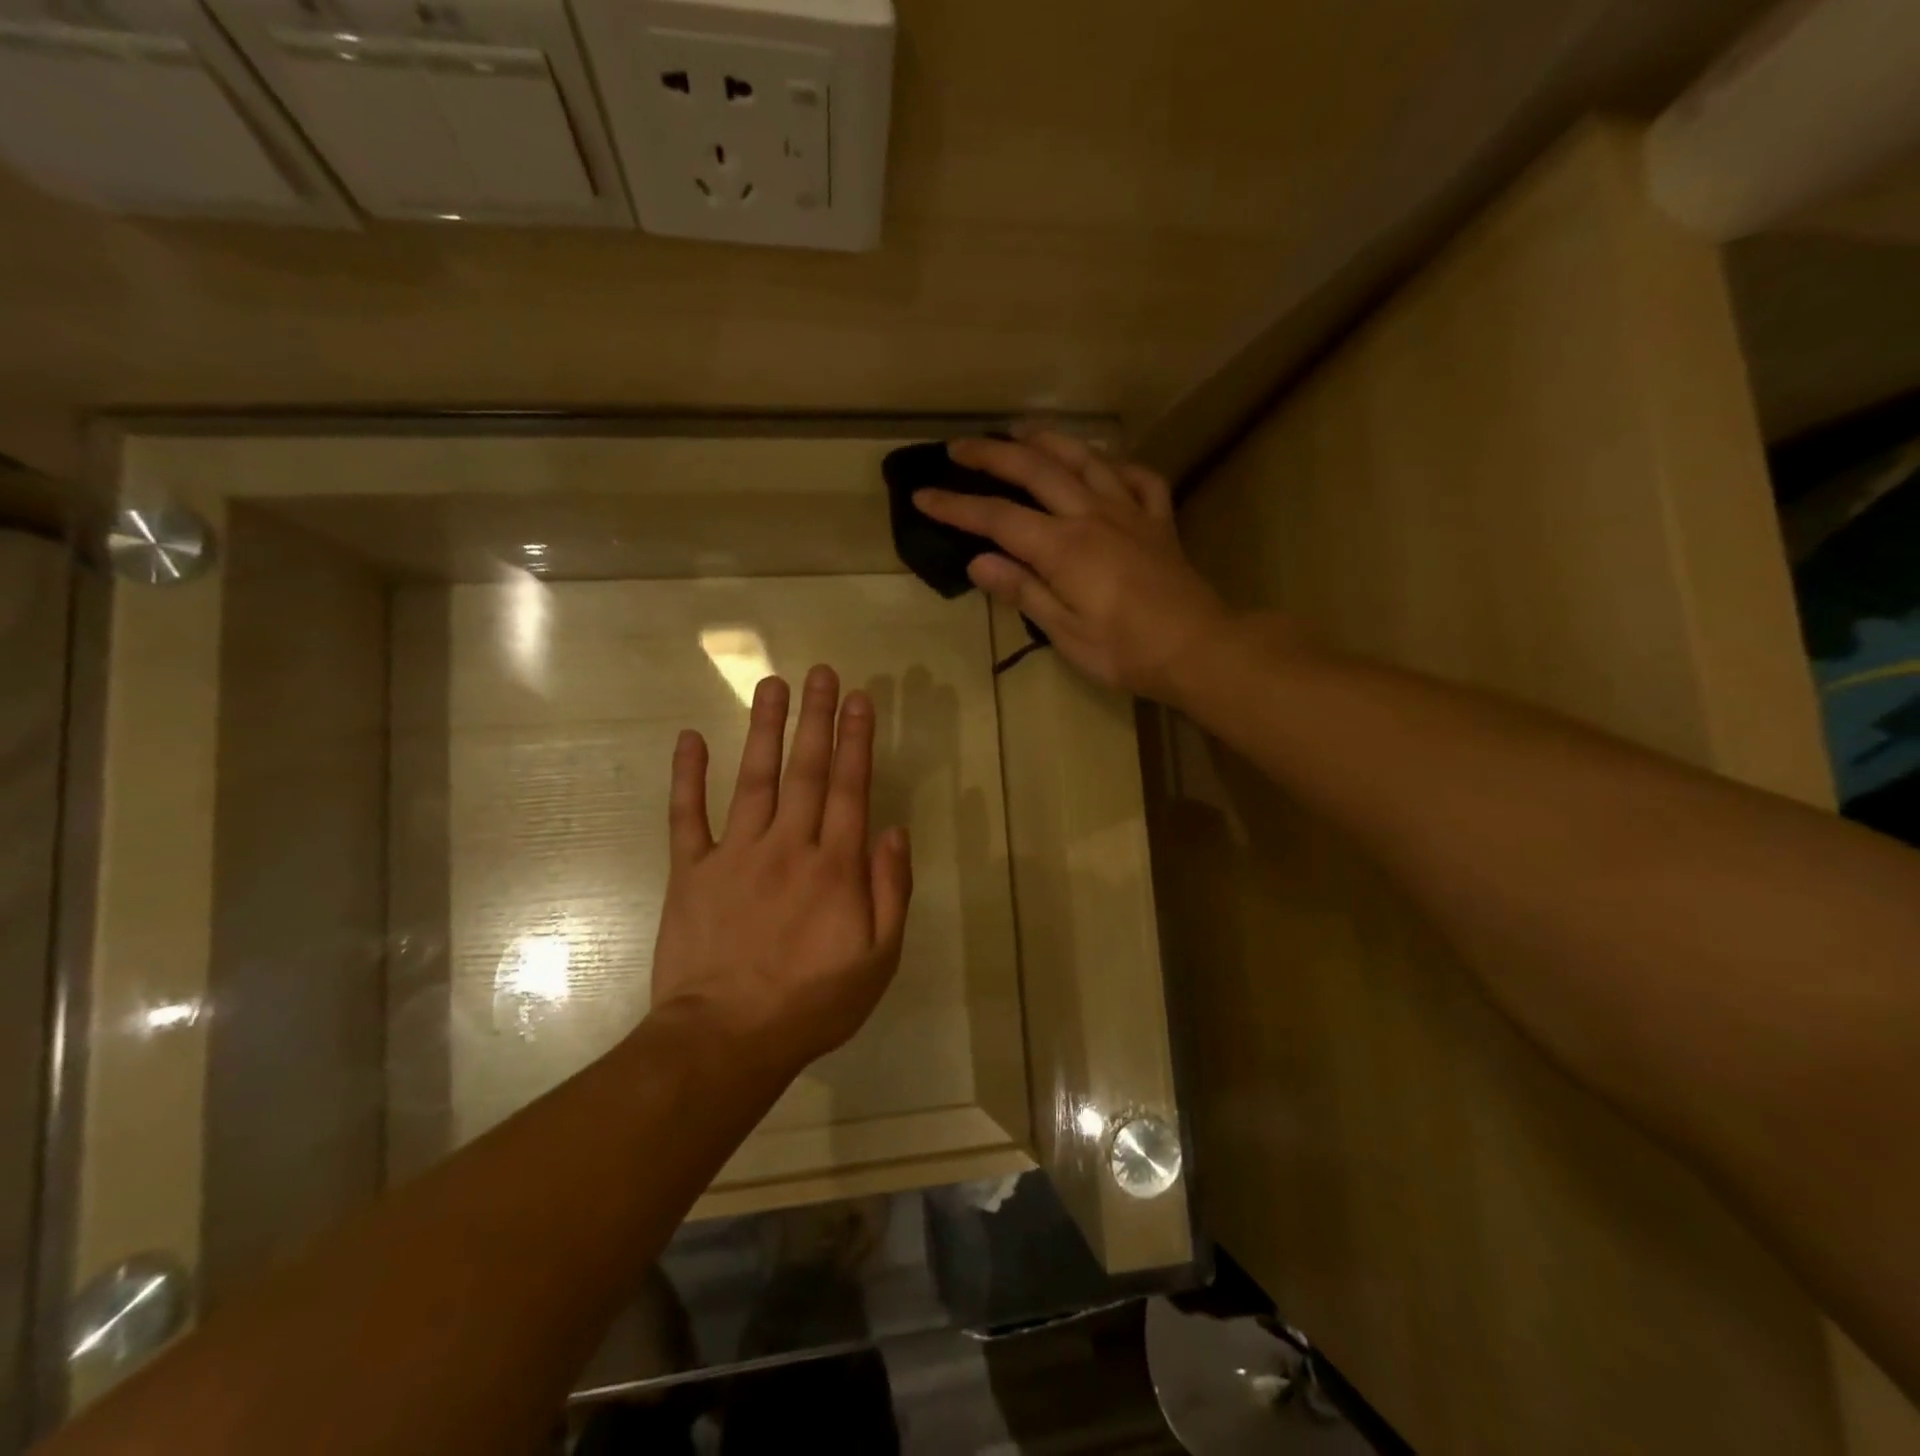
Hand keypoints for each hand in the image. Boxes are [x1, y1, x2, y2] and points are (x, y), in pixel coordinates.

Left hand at [648, 666, 913, 1077]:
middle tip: (821, 672)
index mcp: (834, 866)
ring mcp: (734, 854)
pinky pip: (686, 816)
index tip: (859, 699)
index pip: (850, 788)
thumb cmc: (812, 1004)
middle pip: (806, 770)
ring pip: (754, 779)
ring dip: (765, 729)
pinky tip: (689, 739)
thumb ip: (890, 891)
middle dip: (816, 718)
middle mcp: (787, 846)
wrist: (725, 1039)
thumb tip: (893, 831)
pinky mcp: (690, 872)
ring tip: (772, 685)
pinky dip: (687, 777)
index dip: (856, 740)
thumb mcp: (878, 960)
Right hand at [913, 430, 1234, 702]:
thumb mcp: (1065, 632)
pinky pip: (1139, 478)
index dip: (956, 506)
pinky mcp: (1159, 520)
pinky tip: (1105, 464)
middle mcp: (1092, 515)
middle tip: (960, 446)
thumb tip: (978, 562)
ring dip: (1049, 440)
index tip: (923, 495)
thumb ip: (1023, 591)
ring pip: (1085, 459)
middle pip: (1035, 471)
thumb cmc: (1125, 651)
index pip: (997, 518)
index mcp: (1063, 547)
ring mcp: (1130, 512)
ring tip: (1021, 432)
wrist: (1197, 648)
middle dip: (992, 456)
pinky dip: (1118, 465)